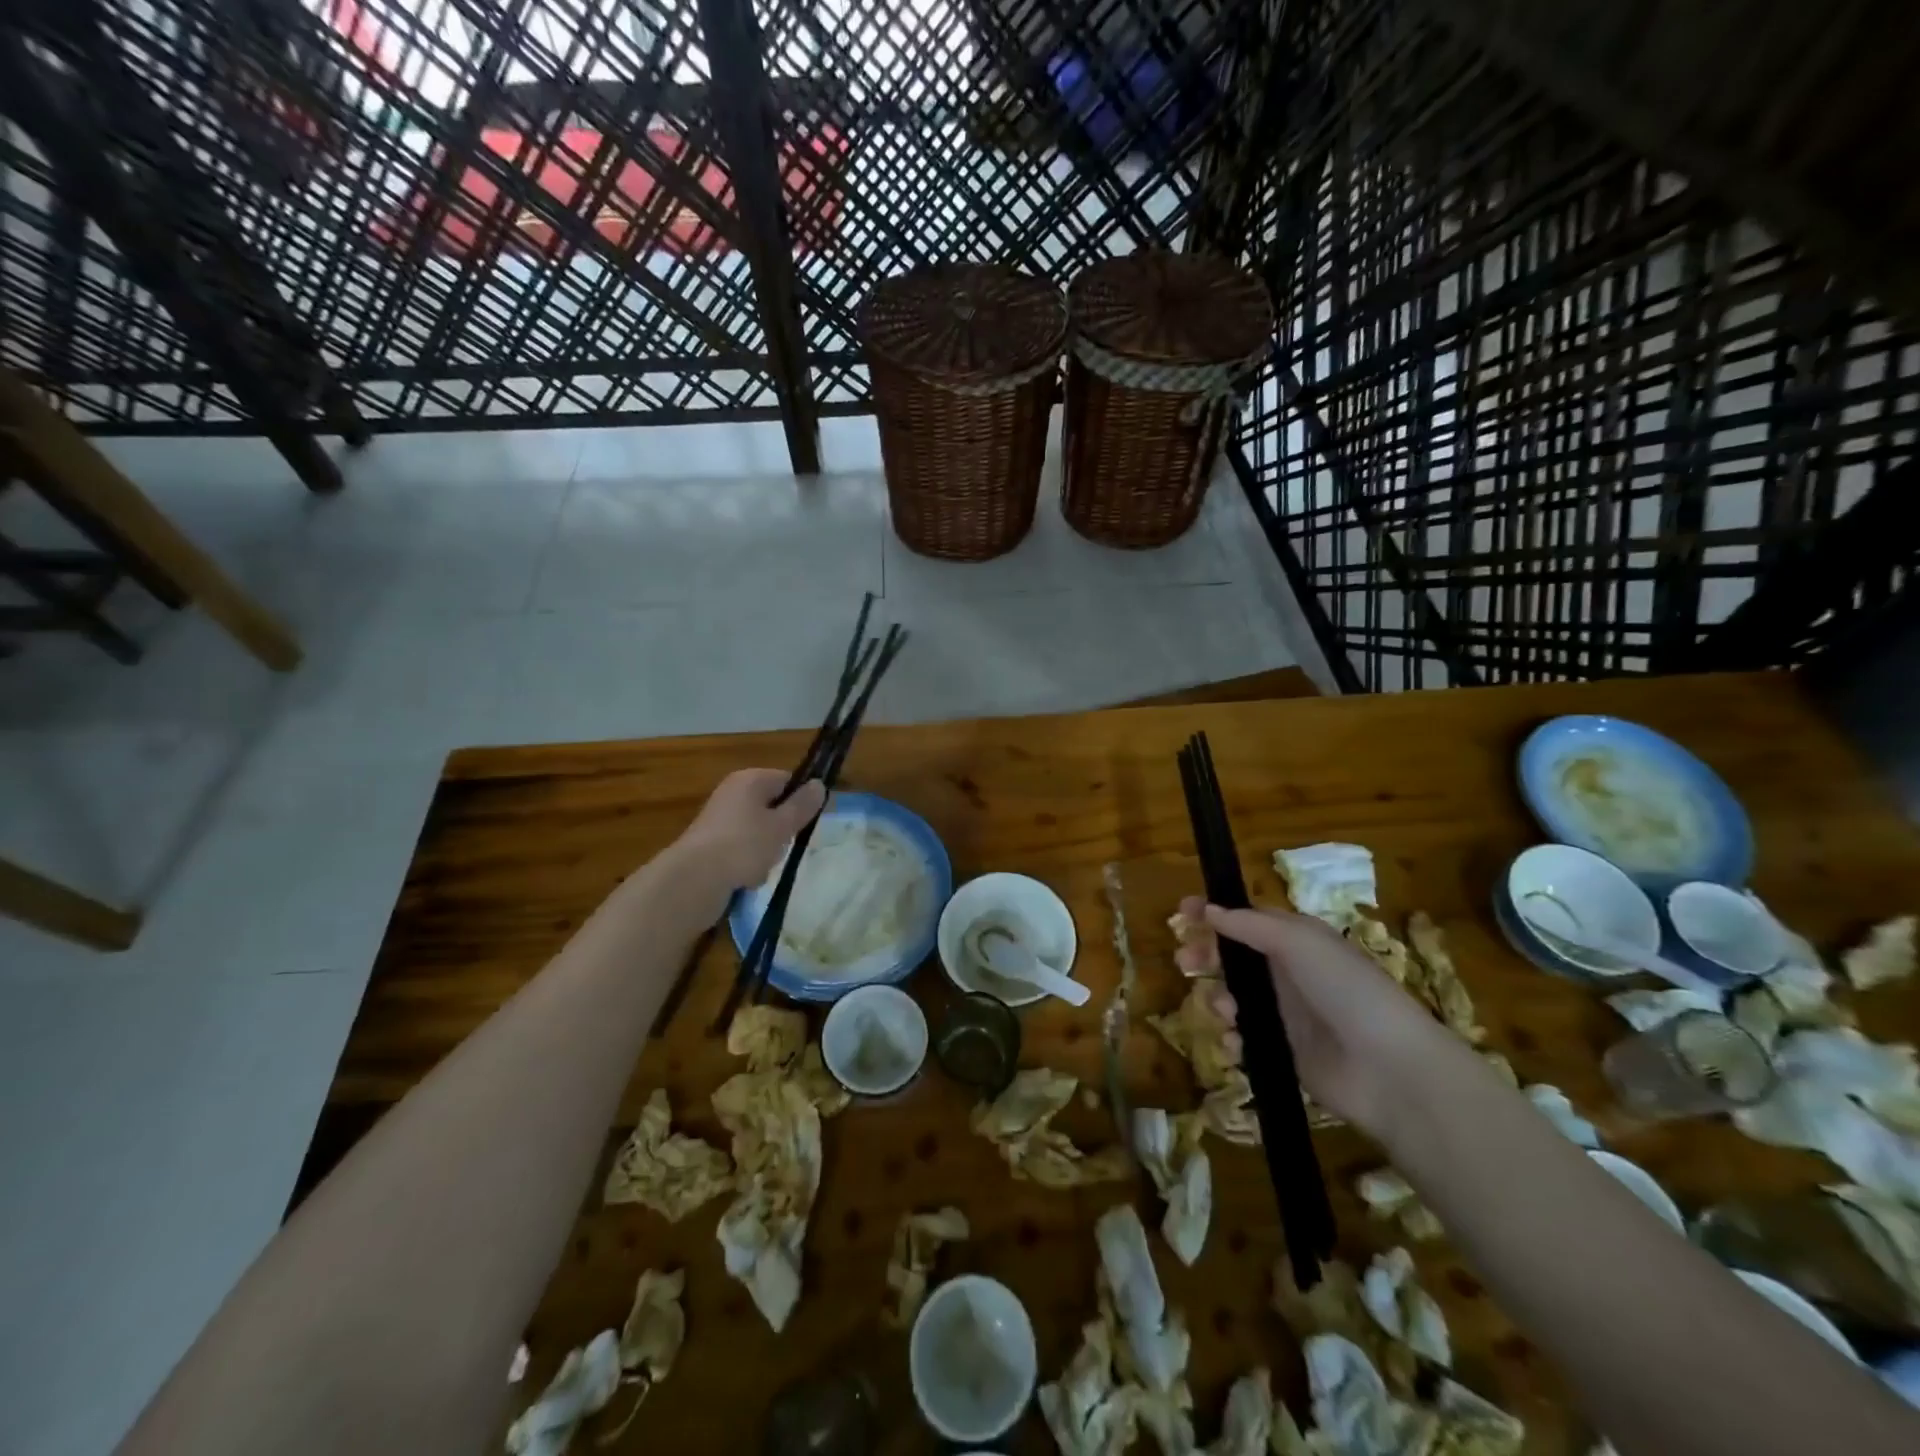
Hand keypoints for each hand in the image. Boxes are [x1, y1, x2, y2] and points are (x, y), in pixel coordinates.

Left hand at [672, 770, 826, 897]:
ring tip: (763, 866)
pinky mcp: (711, 846)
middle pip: (773, 808)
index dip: (803, 799)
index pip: (787, 780)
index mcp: (749, 780)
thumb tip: (819, 784)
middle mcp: (732, 794)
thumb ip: (802, 805)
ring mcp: (719, 821)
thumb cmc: (743, 845)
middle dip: (783, 830)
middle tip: (786, 845)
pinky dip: (748, 864)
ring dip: (767, 851)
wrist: (693, 881)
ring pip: (759, 833)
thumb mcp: (782, 825)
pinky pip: (742, 851)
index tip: (812, 821)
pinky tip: (747, 878)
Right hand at [1178, 896, 1468, 1138]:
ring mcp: (1286, 1015)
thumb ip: (1248, 925)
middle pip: (1233, 958)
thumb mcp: (1298, 942)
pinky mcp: (1283, 1052)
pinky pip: (1244, 1039)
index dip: (1214, 914)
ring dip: (1219, 999)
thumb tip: (1209, 910)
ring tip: (1224, 1010)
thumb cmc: (1345, 990)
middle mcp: (1289, 974)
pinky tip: (1235, 1042)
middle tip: (1185, 962)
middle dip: (1205, 956)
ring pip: (1234, 998)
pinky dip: (1233, 1039)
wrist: (1387, 1069)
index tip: (1181, 913)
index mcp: (1297, 941)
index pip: (1246, 920)